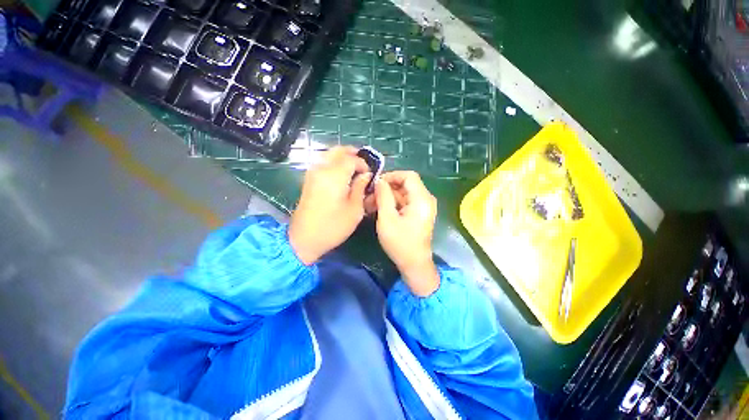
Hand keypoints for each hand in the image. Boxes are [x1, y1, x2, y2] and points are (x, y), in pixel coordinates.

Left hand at [289, 147, 370, 264]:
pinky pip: (323, 164)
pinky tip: (342, 174)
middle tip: (363, 163)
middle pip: (337, 151)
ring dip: (342, 157)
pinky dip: (334, 163)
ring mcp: (312, 174)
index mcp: (334, 176)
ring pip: (329, 155)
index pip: (351, 159)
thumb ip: (360, 188)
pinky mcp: (308, 181)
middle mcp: (321, 169)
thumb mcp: (355, 209)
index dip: (363, 164)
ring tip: (355, 168)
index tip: (370, 173)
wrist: (304, 239)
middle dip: (352, 153)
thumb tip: (366, 175)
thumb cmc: (333, 226)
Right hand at [375, 171, 439, 295]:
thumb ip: (383, 196)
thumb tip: (379, 180)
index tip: (377, 184)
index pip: (408, 176)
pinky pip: (405, 202)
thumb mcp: (387, 218)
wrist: (414, 264)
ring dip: (387, 197)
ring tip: (371, 205)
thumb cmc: (400, 243)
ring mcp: (423, 207)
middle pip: (405, 184)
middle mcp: (426, 199)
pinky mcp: (419, 213)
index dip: (392, 176)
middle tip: (370, 196)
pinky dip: (393, 204)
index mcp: (422, 199)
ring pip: (403, 194)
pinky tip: (379, 210)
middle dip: (386, 188)